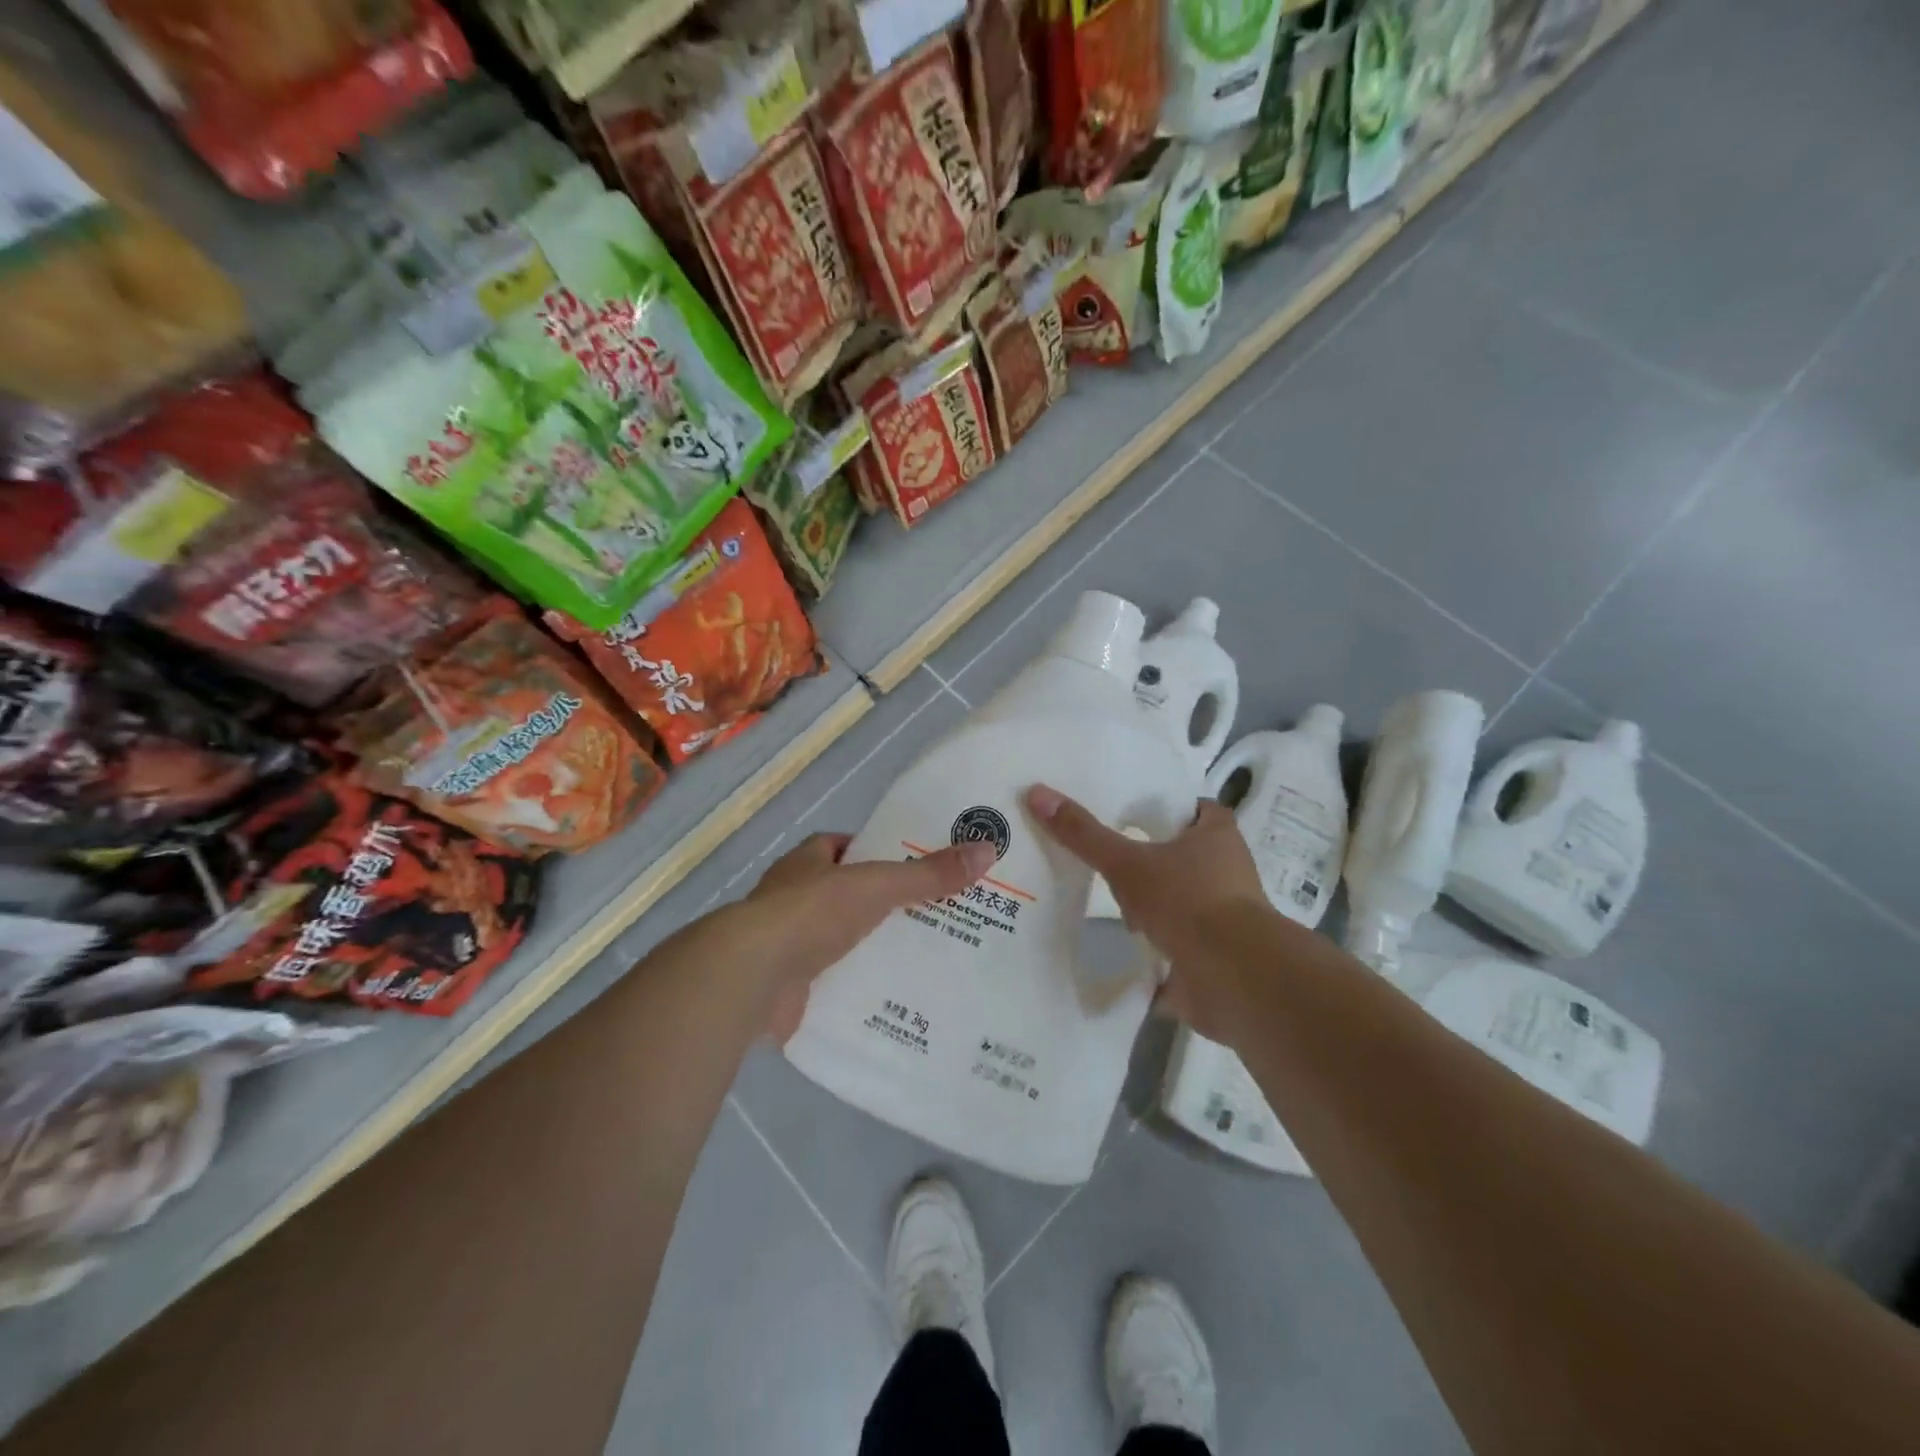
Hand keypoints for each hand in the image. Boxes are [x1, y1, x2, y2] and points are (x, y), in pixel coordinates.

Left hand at [735, 832, 996, 1040]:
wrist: (753, 977)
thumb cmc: (811, 914)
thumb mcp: (877, 885)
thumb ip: (927, 874)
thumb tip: (986, 850)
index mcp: (805, 863)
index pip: (842, 848)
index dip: (874, 854)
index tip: (912, 867)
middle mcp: (791, 897)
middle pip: (843, 894)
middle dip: (878, 904)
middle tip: (929, 915)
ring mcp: (785, 942)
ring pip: (837, 938)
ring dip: (867, 946)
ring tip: (919, 956)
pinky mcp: (786, 984)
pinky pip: (830, 979)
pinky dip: (854, 984)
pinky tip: (889, 995)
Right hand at [1026, 783, 1270, 1041]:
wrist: (1234, 977)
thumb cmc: (1188, 901)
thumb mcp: (1127, 863)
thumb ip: (1084, 834)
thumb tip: (1037, 793)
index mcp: (1217, 836)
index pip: (1196, 808)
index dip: (1169, 807)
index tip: (1133, 810)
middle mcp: (1228, 870)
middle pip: (1186, 854)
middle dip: (1154, 858)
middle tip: (1112, 857)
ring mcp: (1225, 915)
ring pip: (1182, 898)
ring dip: (1154, 902)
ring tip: (1112, 902)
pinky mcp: (1216, 953)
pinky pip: (1180, 940)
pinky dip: (1157, 942)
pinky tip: (1125, 944)